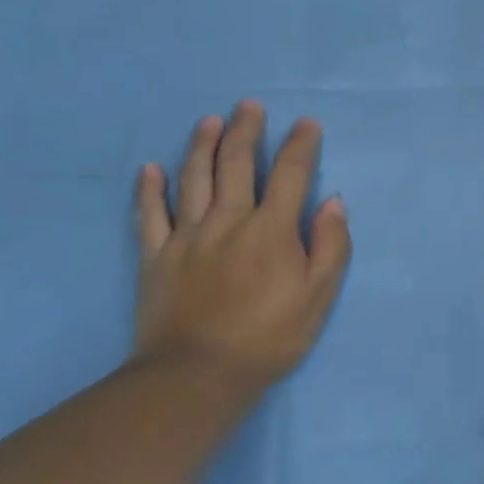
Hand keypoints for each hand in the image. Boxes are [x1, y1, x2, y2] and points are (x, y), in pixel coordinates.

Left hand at [133, 104, 351, 387]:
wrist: (196, 377)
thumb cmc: (269, 337)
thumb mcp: (319, 296)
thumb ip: (331, 245)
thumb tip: (333, 202)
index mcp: (271, 229)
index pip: (290, 173)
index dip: (301, 145)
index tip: (307, 123)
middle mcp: (228, 221)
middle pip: (236, 164)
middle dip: (246, 130)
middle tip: (249, 105)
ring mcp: (187, 237)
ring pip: (194, 179)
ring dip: (202, 145)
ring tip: (210, 120)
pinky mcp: (155, 257)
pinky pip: (150, 215)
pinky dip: (150, 189)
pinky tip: (151, 168)